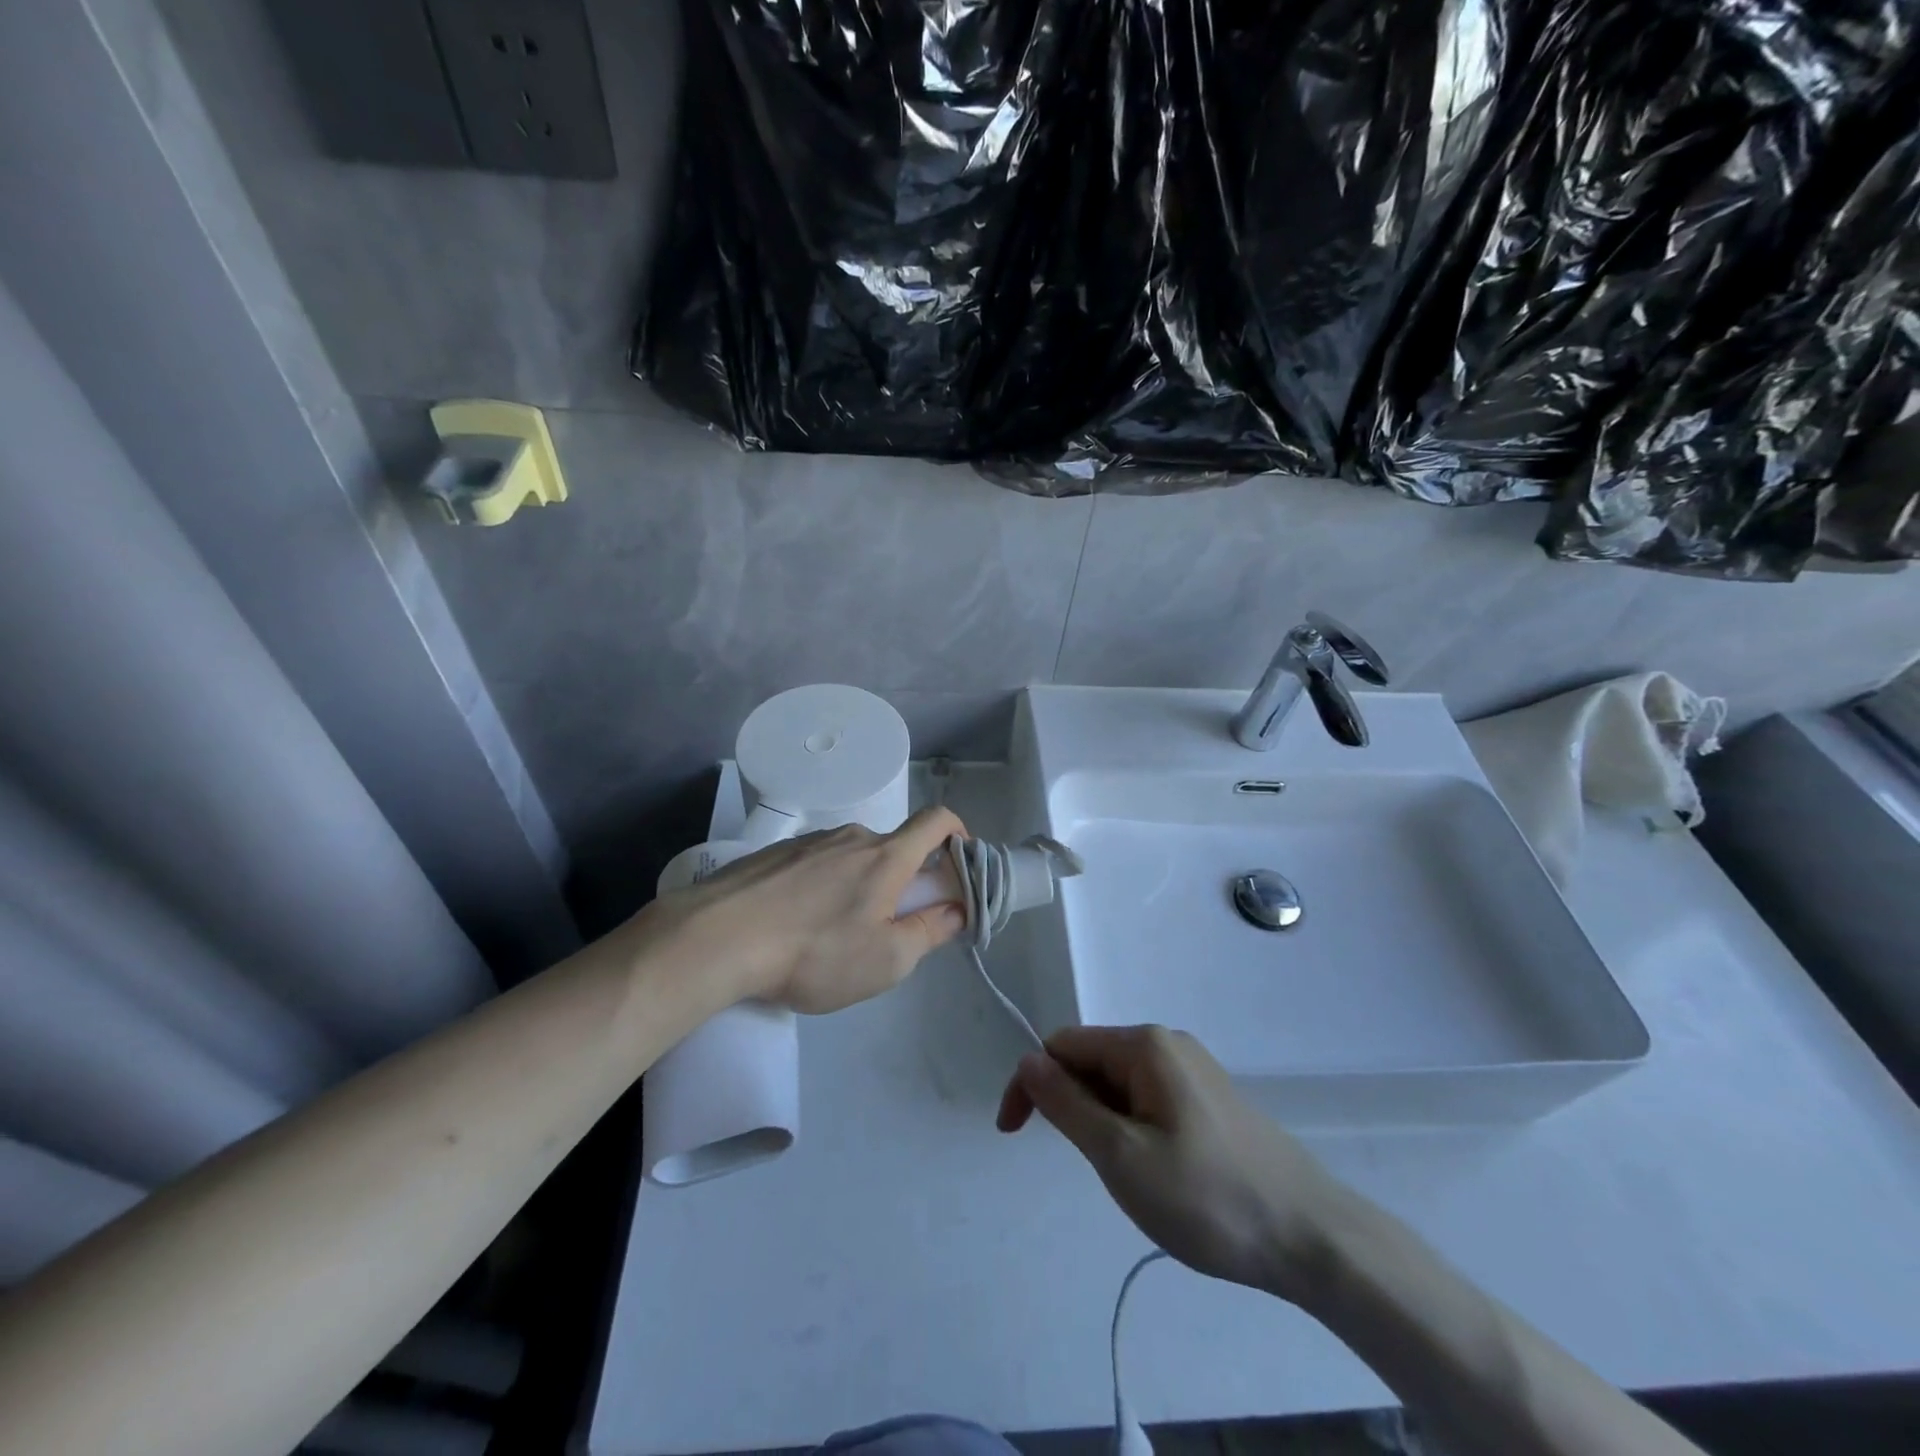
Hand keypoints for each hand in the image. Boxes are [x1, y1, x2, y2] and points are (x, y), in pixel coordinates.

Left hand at [638, 805, 970, 1013]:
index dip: (958, 834)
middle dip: (903, 880)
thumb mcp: (886, 960)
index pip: (936, 820)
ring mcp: (808, 842)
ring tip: (833, 935)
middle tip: (887, 927)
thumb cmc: (814, 952)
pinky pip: (815, 865)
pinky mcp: (774, 854)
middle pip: (892, 848)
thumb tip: (956, 909)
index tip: (959, 864)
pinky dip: (822, 888)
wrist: (716, 938)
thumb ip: (930, 932)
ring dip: (859, 886)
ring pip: (851, 858)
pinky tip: (795, 926)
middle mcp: (851, 837)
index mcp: (885, 857)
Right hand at [997, 1025, 1347, 1301]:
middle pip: (1091, 1060)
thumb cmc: (1207, 1197)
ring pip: (1119, 1083)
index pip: (1061, 1045)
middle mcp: (1167, 1042)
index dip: (1030, 1084)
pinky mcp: (1211, 1097)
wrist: (1312, 1237)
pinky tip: (1157, 1170)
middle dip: (1070, 1105)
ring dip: (1101, 1120)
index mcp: (1143, 1044)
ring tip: (1127, 1176)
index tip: (1014, 1135)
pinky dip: (1131, 1126)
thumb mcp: (1120, 1156)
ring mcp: (1193, 1068)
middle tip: (1089, 1167)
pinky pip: (1149, 1098)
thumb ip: (1066, 1104)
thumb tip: (1027, 1061)